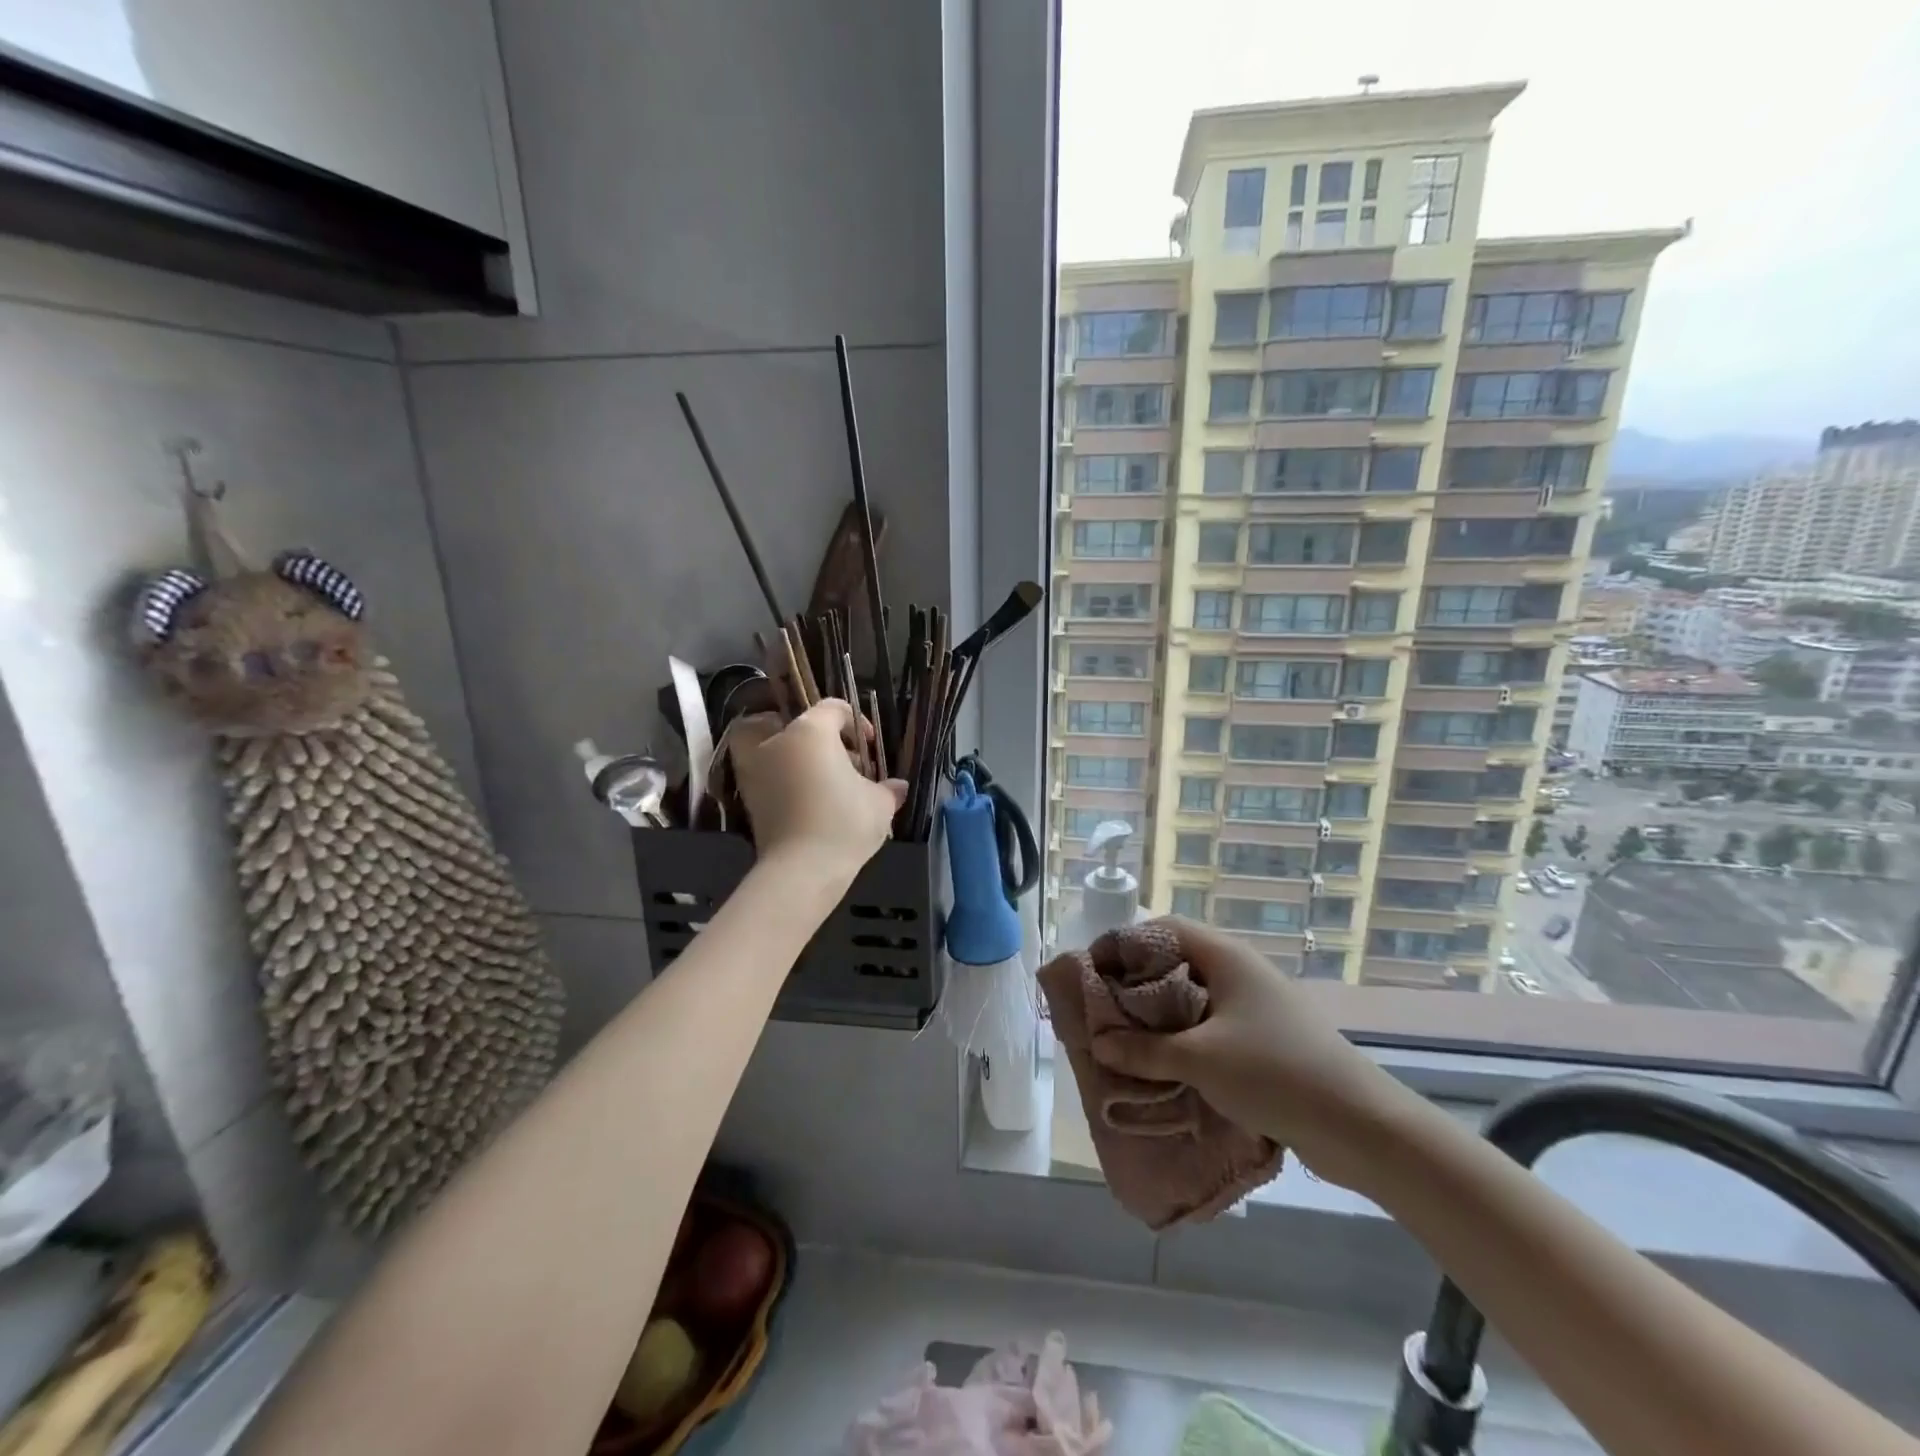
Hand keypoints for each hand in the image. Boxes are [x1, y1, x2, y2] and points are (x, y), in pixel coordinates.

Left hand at [732, 700, 905, 880]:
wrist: (802, 870)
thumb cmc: (844, 823)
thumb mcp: (880, 803)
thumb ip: (888, 788)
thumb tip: (898, 786)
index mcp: (810, 731)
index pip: (833, 709)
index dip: (856, 722)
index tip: (869, 746)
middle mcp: (776, 742)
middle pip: (794, 722)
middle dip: (815, 734)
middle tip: (837, 756)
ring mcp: (756, 769)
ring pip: (772, 746)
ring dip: (795, 756)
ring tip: (824, 781)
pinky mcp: (749, 797)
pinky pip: (767, 774)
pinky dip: (784, 779)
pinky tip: (809, 800)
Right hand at [1089, 918, 1415, 1191]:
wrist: (1361, 1126)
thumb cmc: (1274, 1073)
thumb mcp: (1199, 1060)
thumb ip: (1144, 1050)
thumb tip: (1098, 1042)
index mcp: (1225, 957)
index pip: (1162, 930)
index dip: (1124, 944)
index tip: (1092, 972)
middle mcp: (1239, 971)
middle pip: (1175, 962)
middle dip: (1136, 983)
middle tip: (1103, 1010)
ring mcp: (1256, 1005)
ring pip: (1193, 997)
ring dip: (1158, 1016)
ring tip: (1126, 1040)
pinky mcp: (1265, 1038)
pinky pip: (1211, 1026)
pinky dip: (1183, 1038)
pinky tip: (1166, 1065)